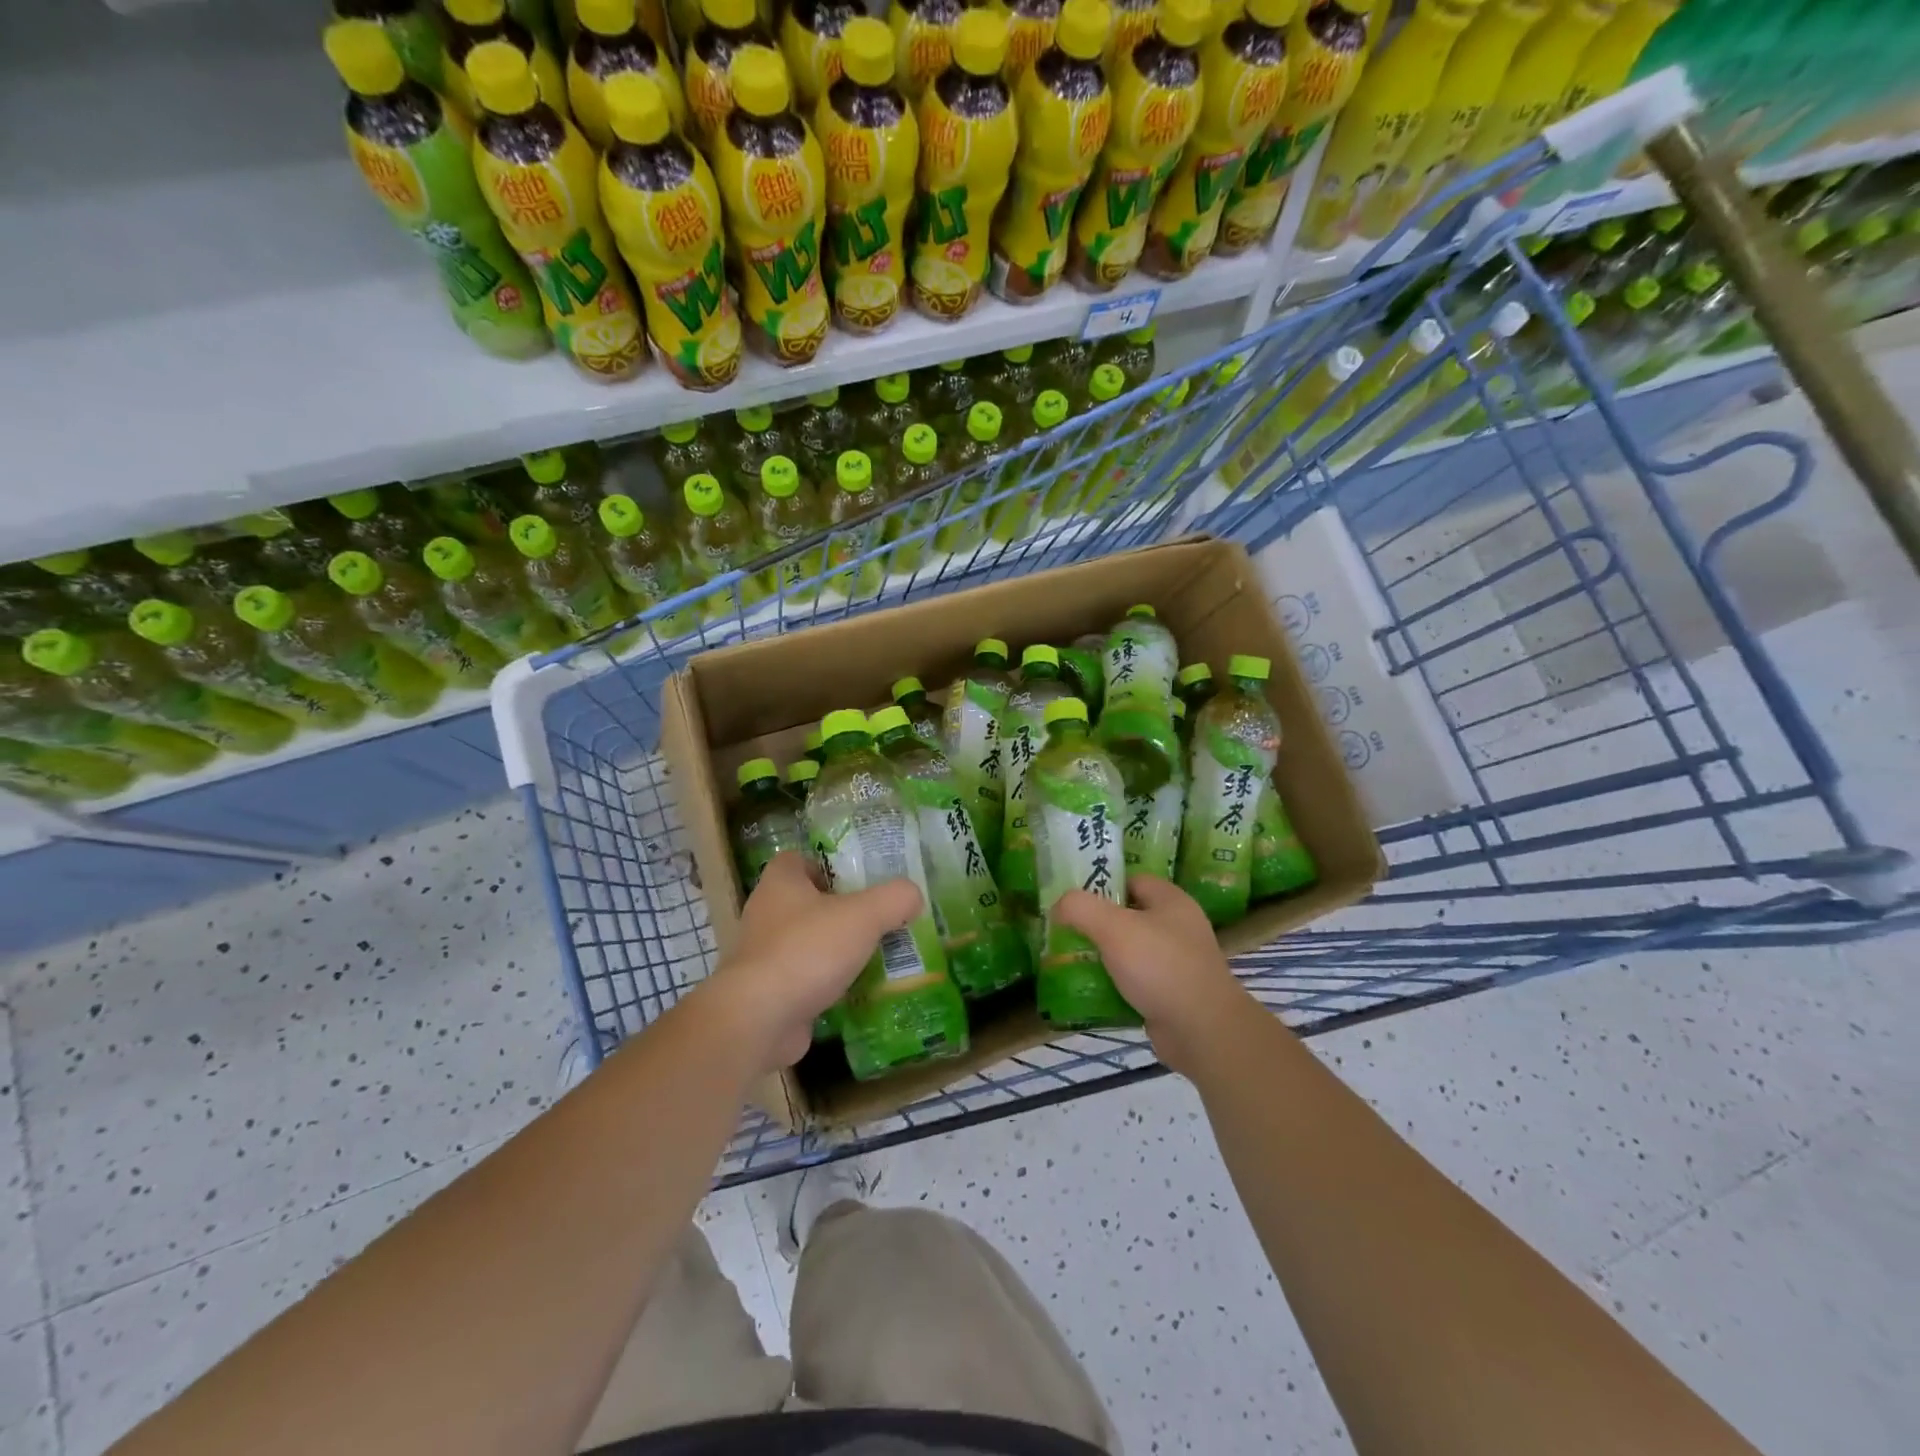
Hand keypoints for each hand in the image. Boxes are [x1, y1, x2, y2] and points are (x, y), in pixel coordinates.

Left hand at [702, 851, 922, 1071]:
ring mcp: (763, 956)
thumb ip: (894, 898)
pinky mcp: (767, 993)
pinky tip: (856, 993)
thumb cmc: (808, 951)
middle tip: (877, 919)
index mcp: (780, 883)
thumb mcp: (864, 915)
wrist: (760, 1019)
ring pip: (806, 943)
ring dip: (835, 950)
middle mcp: (766, 914)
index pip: (798, 860)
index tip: (857, 881)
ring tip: (874, 956)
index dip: (826, 865)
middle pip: (806, 902)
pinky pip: (803, 980)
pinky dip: (826, 985)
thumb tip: (912, 895)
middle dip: (840, 911)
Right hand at [1053, 874, 1251, 1075]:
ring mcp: (1178, 963)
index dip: (1103, 885)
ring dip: (1104, 957)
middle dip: (1098, 924)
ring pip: (1131, 951)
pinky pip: (1137, 982)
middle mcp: (1178, 927)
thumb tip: (1059, 905)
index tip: (1074, 900)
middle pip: (1130, 916)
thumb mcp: (1113, 927)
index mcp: (1171, 901)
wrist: (1203, 1031)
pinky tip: (1092, 992)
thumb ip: (1081, 908)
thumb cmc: (1160, 966)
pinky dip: (1116, 985)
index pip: (1132, 880)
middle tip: (1067, 932)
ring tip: (1071, 962)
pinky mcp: (1173, 995)